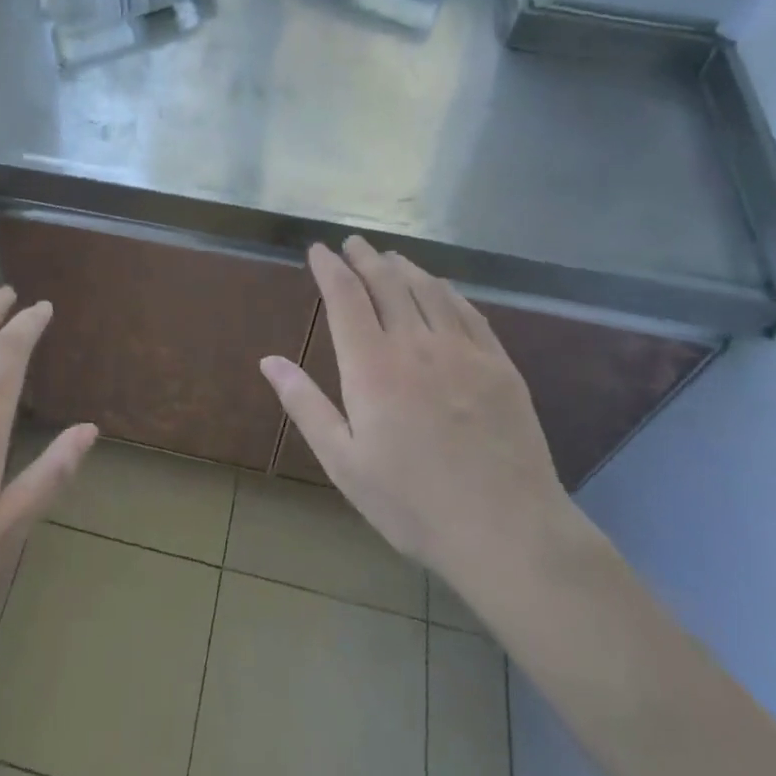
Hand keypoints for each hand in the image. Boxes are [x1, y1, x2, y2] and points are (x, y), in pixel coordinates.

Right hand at [258, 238, 573, 602]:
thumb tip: (268, 361)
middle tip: (352, 243)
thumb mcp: (344, 463)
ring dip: (404, 267)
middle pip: (387, 282)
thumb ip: (305, 405)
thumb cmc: (412, 503)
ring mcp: (463, 351)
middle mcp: (416, 345)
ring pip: (428, 289)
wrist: (507, 532)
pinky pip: (468, 311)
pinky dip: (447, 290)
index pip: (345, 297)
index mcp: (372, 367)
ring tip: (390, 257)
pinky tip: (441, 288)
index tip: (318, 250)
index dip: (330, 267)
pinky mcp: (499, 365)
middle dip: (365, 257)